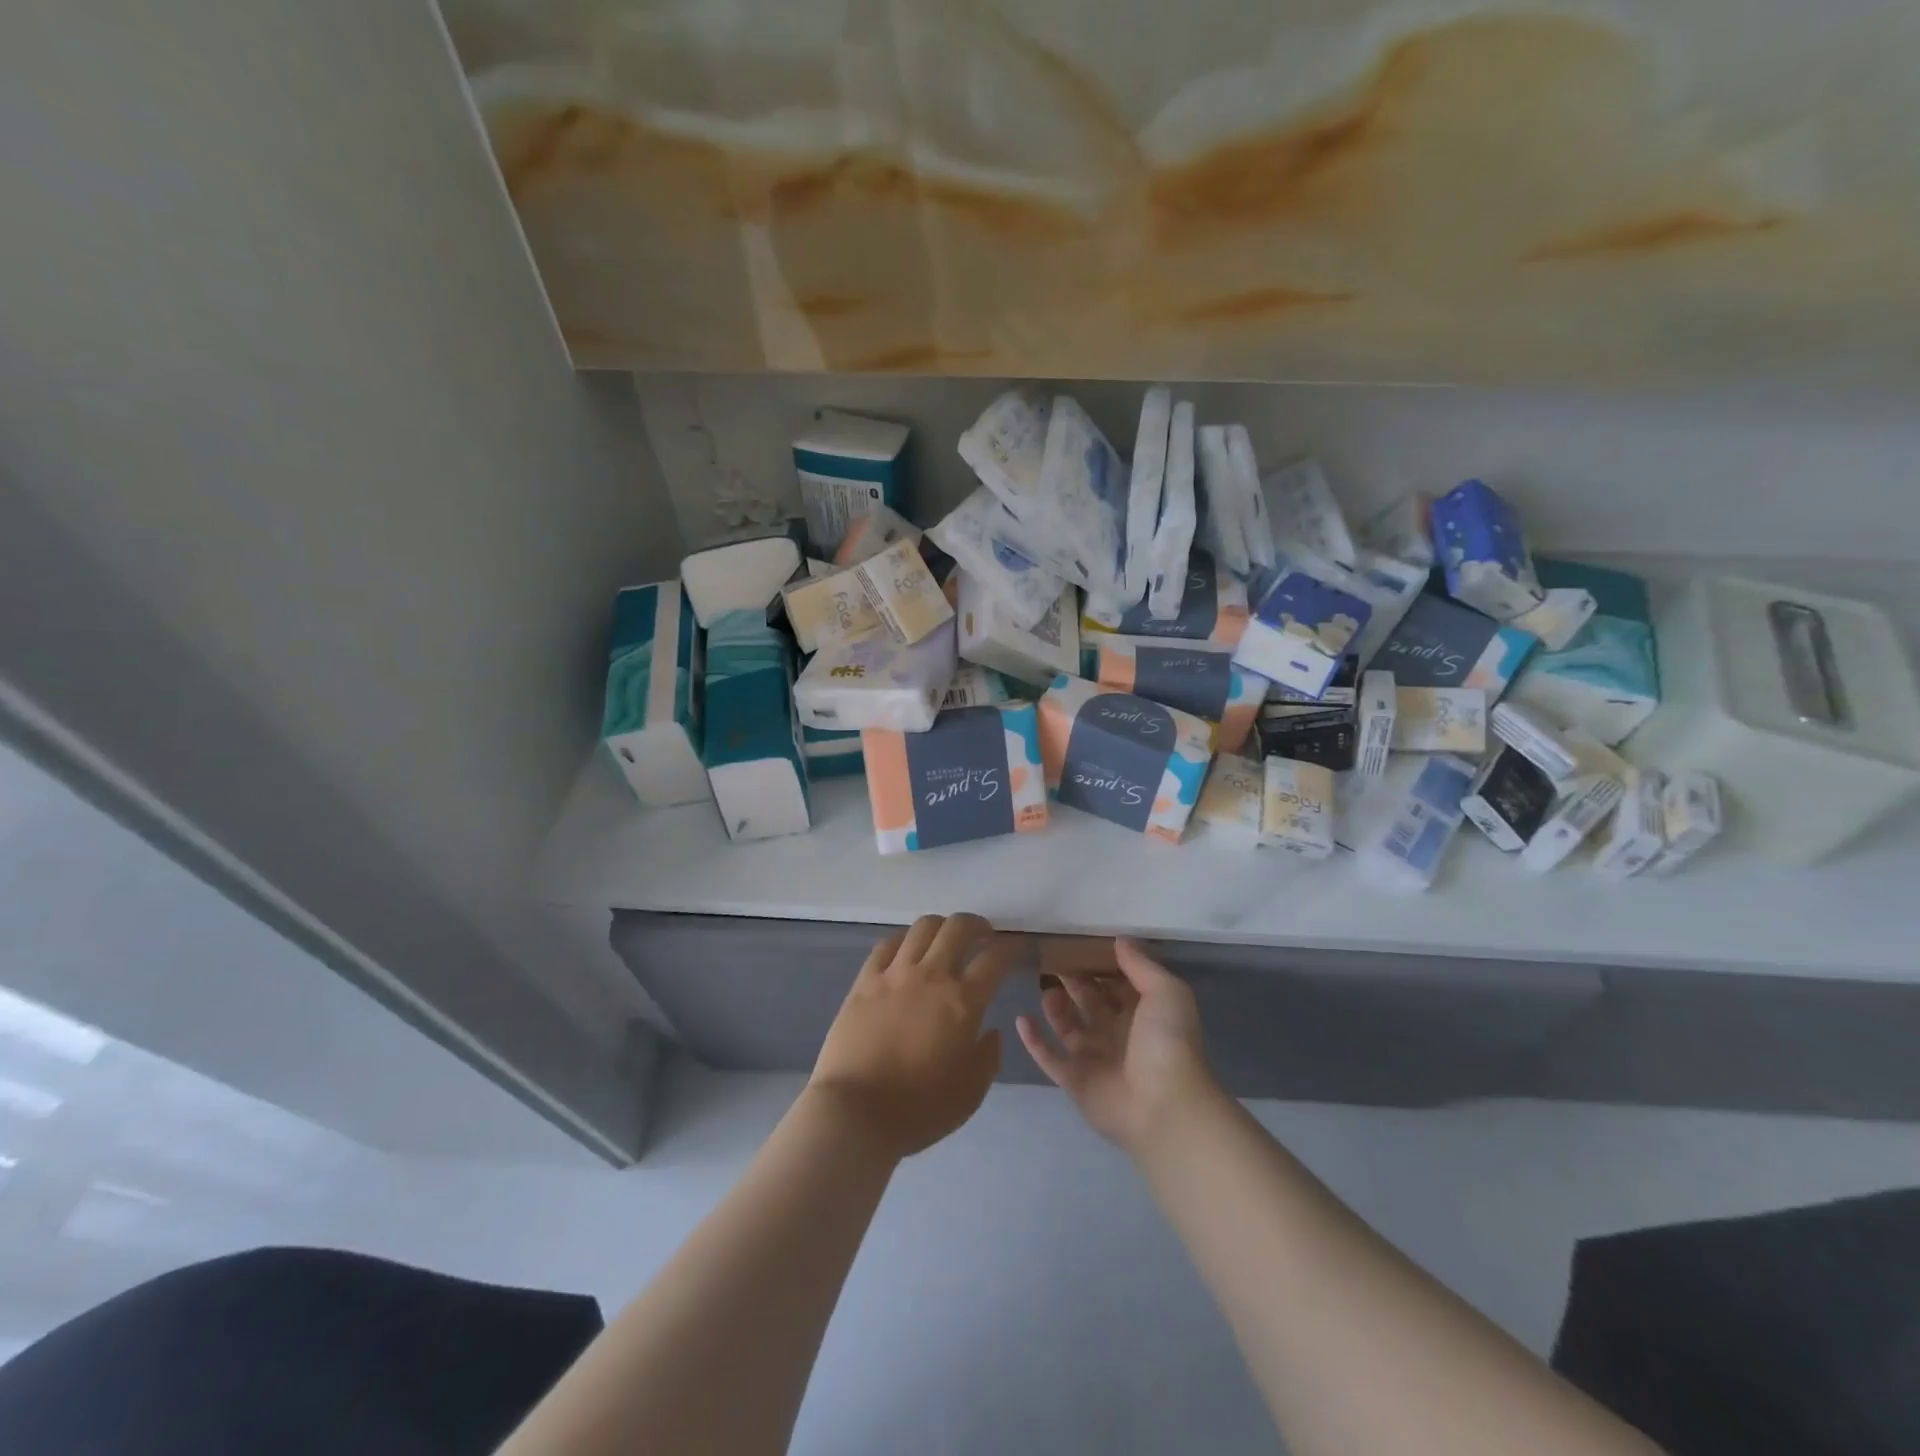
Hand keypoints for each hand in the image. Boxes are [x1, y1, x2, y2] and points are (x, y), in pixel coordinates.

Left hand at [808, 914, 1010, 1159]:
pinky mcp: (865, 980)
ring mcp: (895, 974)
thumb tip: (990, 1030)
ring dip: (942, 926)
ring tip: (946, 938)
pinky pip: (887, 944)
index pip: (995, 959)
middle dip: (977, 925)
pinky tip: (907, 949)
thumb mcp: (971, 1092)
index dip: (1011, 948)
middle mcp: (931, 976)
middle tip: (983, 935)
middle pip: (958, 928)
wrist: (855, 1112)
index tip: (1017, 947)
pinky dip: (904, 940)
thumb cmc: (919, 1109)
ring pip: (923, 927)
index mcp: (963, 1002)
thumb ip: (988, 1056)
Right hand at [1017, 937, 1215, 1152]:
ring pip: (1068, 1027)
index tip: (1079, 943)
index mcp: (1141, 1013)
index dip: (1101, 964)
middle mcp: (1117, 1033)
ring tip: (1045, 986)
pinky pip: (1049, 1057)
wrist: (1163, 1105)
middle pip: (1089, 1001)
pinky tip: (1021, 1019)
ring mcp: (1094, 1058)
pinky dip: (1034, 1040)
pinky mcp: (1074, 1080)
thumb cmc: (1167, 1041)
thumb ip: (1140, 965)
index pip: (1116, 982)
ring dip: (1055, 1007)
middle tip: (1053, 958)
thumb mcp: (1166, 992)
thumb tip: (1119, 939)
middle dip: (1074, 980)